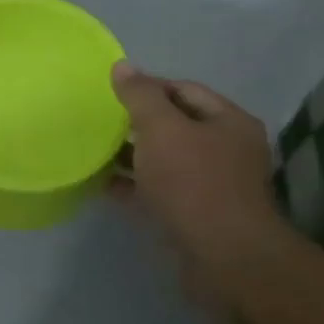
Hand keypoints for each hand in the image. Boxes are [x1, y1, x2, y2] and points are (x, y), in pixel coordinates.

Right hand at [109, 62, 283, 281]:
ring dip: (132, 156)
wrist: (222, 256)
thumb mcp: (162, 130)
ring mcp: (212, 185)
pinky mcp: (194, 215)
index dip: (149, 86)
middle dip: (138, 123)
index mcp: (228, 122)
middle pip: (176, 126)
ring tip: (95, 151)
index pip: (184, 90)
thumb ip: (140, 96)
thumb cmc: (193, 182)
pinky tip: (104, 185)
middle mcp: (226, 150)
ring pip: (165, 161)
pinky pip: (158, 191)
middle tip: (100, 121)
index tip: (112, 92)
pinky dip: (133, 186)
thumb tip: (122, 66)